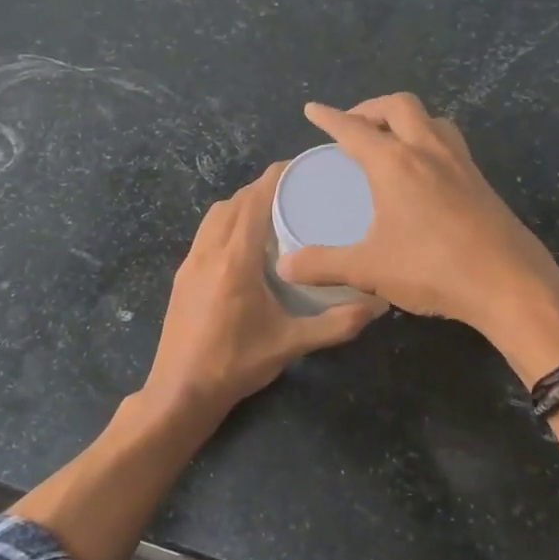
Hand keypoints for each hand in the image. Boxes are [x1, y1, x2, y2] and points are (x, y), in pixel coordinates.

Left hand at [142, 164, 386, 426]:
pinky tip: (245, 244)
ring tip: (272, 212)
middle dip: (263, 188)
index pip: (254, 201)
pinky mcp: (182, 276)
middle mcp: (208, 251)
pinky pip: (205, 233)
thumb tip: (378, 307)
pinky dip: (226, 223)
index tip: (302, 167)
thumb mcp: (291, 344)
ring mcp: (190, 262)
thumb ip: (336, 324)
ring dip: (241, 204)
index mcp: (235, 260)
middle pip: (234, 202)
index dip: (276, 177)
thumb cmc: (235, 365)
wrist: (180, 392)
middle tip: (296, 191)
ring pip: (215, 215)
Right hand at [275, 94, 558, 347]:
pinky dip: (428, 140)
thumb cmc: (432, 268)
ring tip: (390, 140)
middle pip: (399, 106)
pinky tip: (424, 173)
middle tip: (353, 126)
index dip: (329, 117)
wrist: (509, 283)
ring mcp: (460, 163)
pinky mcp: (481, 181)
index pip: (354, 129)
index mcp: (395, 163)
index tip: (313, 109)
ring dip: (406, 119)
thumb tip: (284, 265)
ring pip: (431, 119)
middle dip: (371, 107)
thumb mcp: (368, 269)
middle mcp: (428, 151)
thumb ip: (323, 264)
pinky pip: (449, 143)